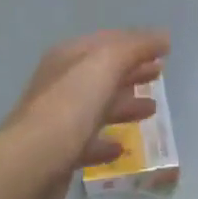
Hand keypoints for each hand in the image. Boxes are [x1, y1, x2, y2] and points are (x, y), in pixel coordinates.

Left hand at [2, 29, 169, 198]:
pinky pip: (89, 142)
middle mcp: (60, 85)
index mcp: (68, 58)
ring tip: (152, 111)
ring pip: (97, 107)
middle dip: (131, 72)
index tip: (164, 50)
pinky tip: (122, 148)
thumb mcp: (105, 65)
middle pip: (102, 74)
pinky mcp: (59, 152)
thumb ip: (134, 48)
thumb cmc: (71, 106)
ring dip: (124, 106)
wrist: (33, 161)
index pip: (106, 42)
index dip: (136, 43)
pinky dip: (107, 142)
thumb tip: (163, 37)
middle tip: (160, 75)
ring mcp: (58, 119)